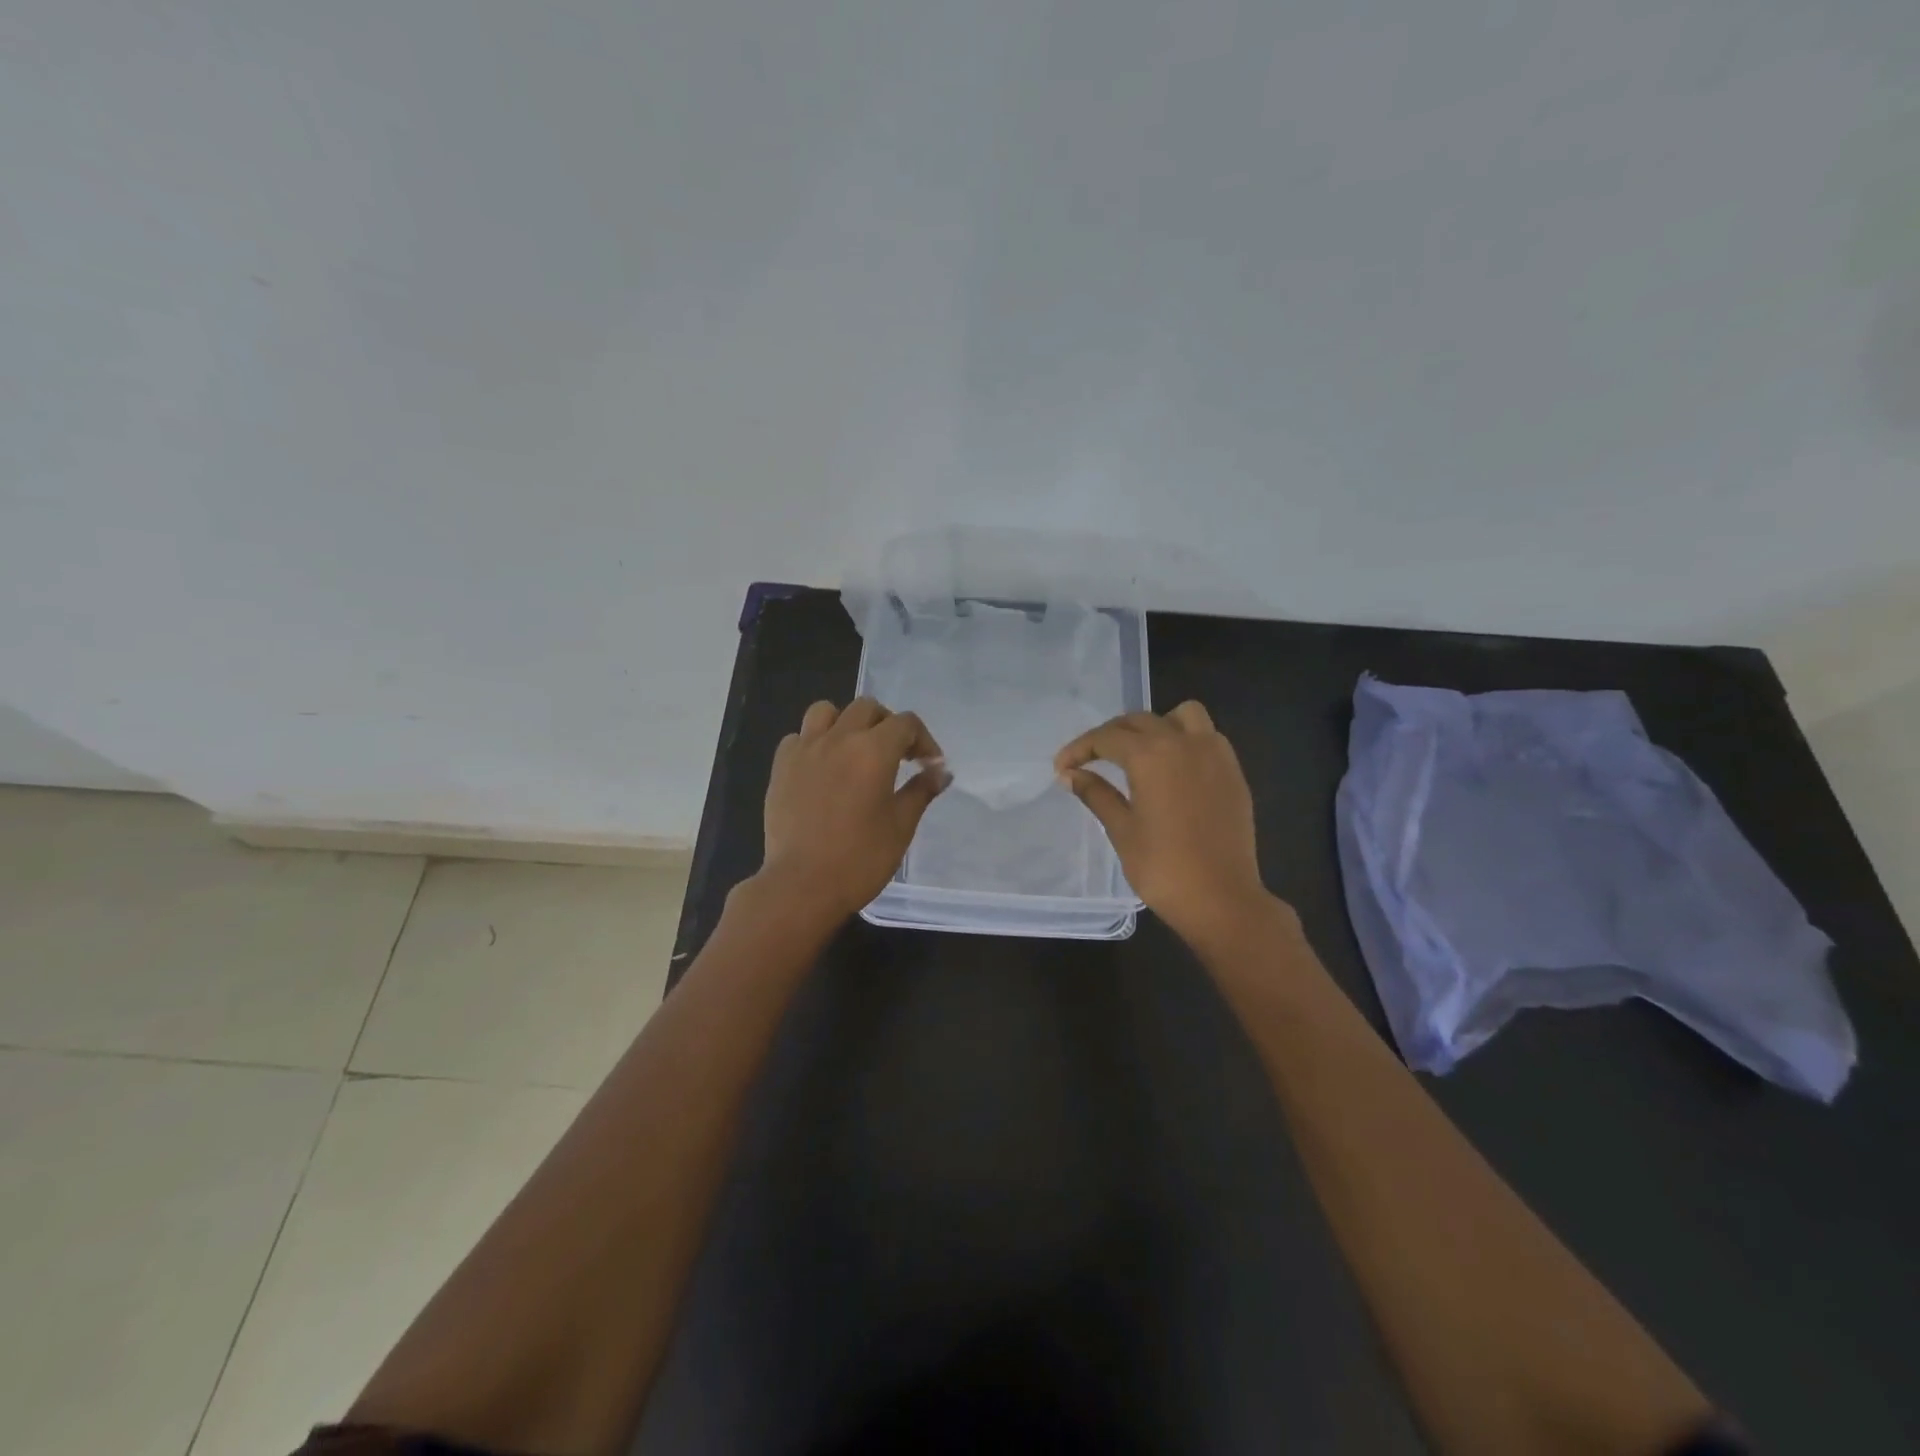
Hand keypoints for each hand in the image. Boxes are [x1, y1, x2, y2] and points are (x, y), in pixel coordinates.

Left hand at [757, 697, 947, 922]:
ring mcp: (805, 750)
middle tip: (897, 755)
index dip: (923, 739)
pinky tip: (821, 769)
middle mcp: (839, 739)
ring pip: (826, 711)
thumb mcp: (901, 826)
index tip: (929, 765)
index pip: (905, 723)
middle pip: (867, 708)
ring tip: (853, 750)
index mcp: (874, 750)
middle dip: (887, 725)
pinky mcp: (781, 767)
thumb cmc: (860, 858)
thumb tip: (940, 771)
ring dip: (846, 723)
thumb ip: (921, 791)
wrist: (802, 885)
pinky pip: (798, 737)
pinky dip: (814, 743)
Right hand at [1055, 701, 1273, 945]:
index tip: (1061, 767)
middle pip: (1140, 721)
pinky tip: (1173, 769)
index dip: (1079, 749)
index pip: (1106, 738)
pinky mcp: (1233, 772)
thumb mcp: (1122, 830)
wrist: (1221, 899)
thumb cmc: (1163, 868)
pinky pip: (1207, 737)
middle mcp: (1184, 743)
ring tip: (1140, 752)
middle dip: (1110, 735)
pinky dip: (1185, 740)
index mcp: (1151, 755)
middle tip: (1090, 759)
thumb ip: (1096, 794)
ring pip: (1183, 716)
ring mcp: (1215, 755)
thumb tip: (1070, 775)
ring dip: (1156, 725)